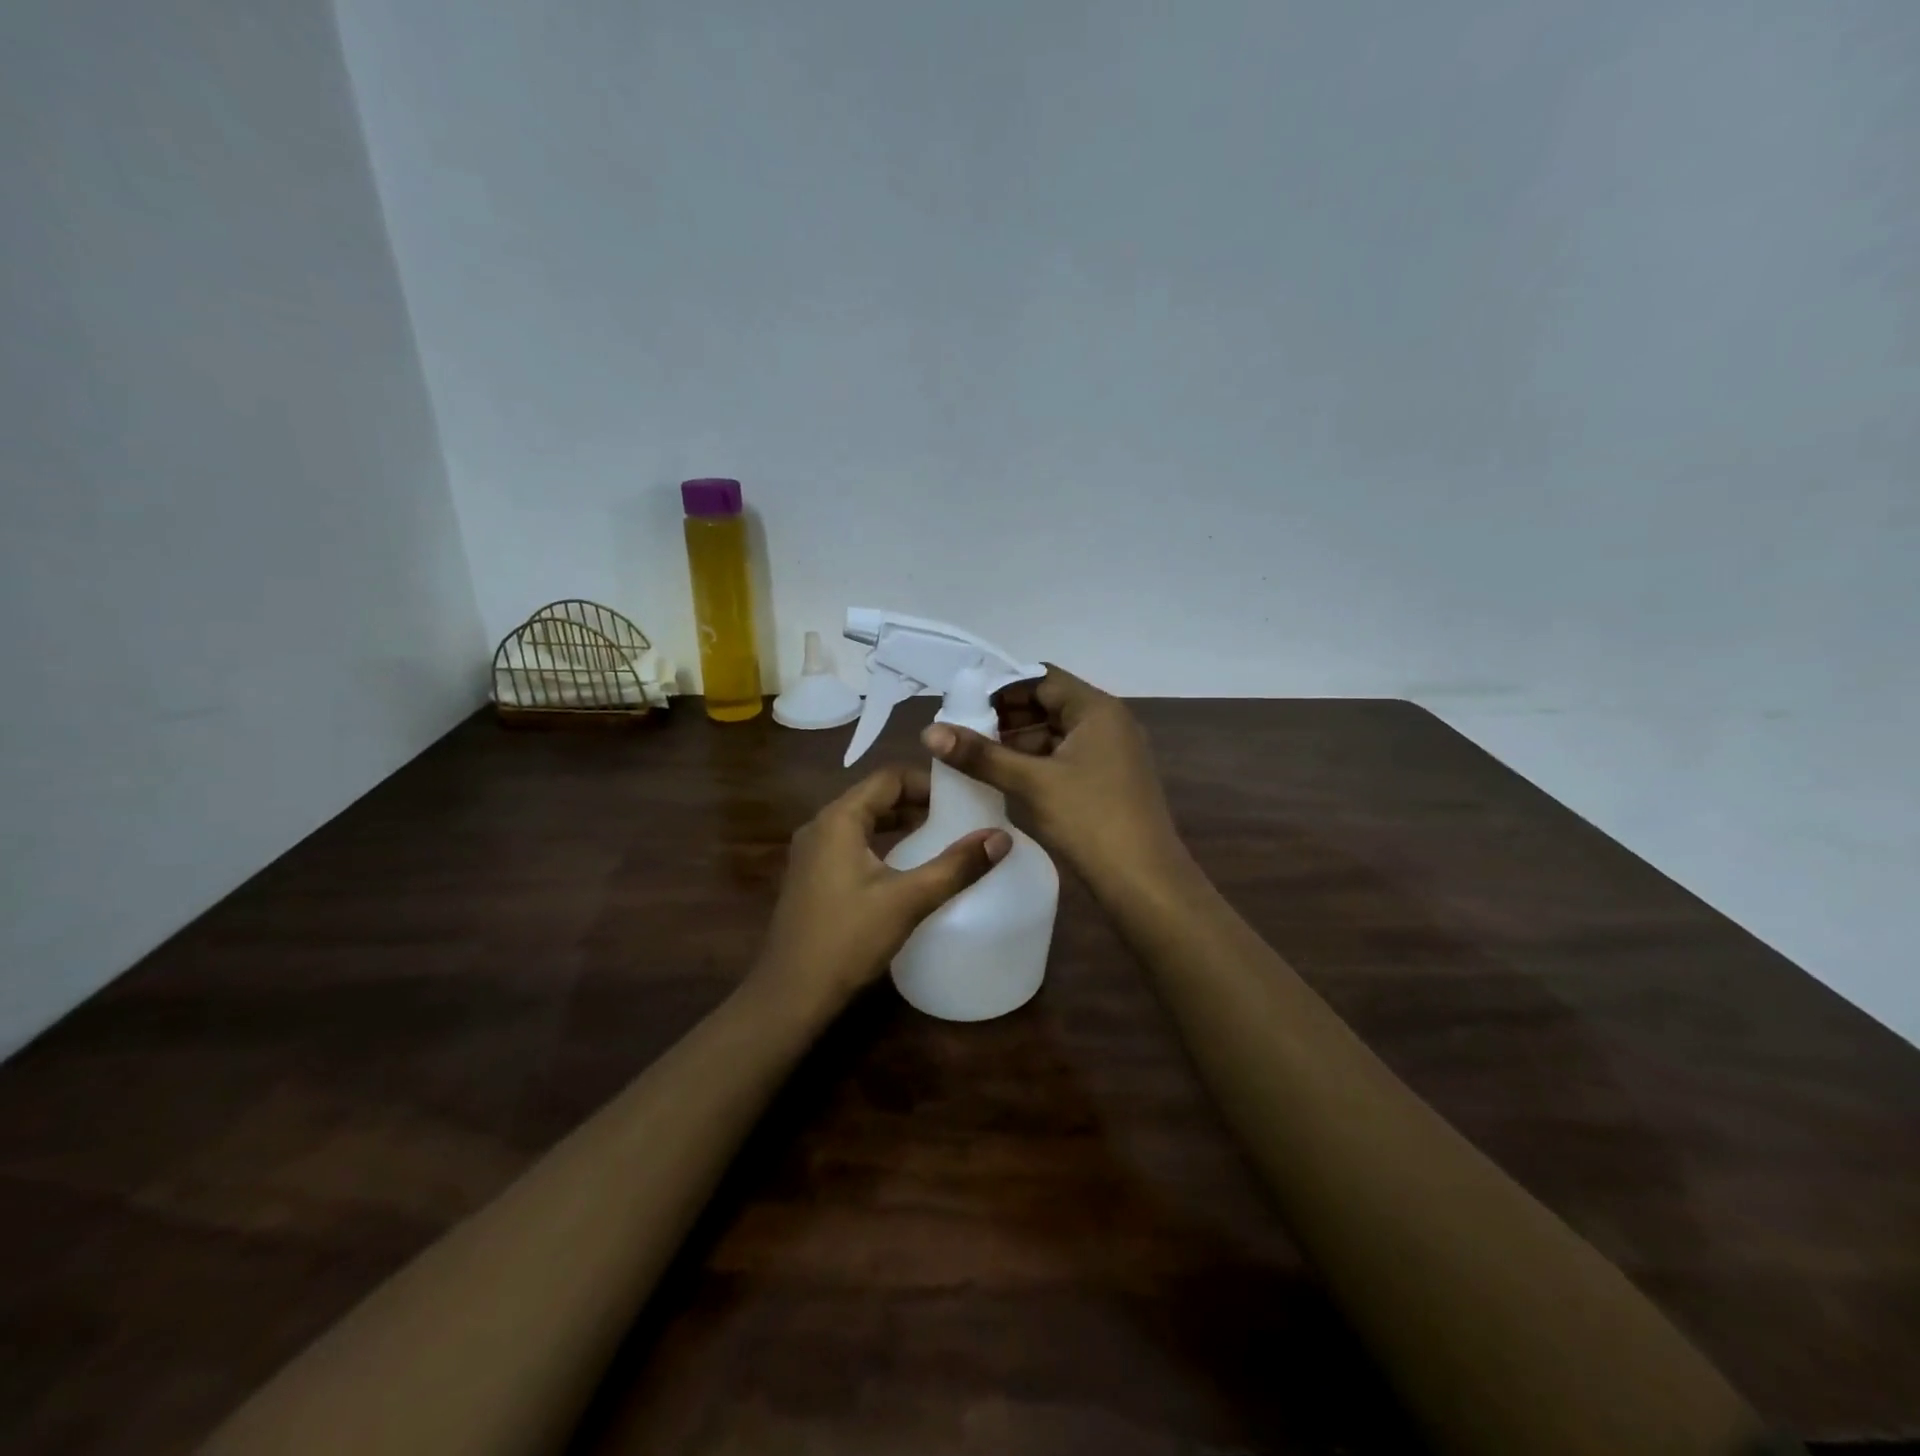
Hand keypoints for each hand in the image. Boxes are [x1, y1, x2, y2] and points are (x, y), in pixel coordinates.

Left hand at [748, 766, 1009, 1016]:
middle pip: (875, 796)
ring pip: (863, 821)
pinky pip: (851, 844)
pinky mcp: (811, 877)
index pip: (889, 778)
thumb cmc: (848, 939)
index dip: (928, 782)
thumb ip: (956, 866)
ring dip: (899, 823)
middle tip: (959, 816)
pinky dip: (881, 843)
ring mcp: (811, 853)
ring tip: (940, 837)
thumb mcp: (908, 900)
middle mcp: (820, 826)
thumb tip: (1002, 837)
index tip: (964, 797)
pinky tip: (906, 866)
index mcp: (839, 819)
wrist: (790, 995)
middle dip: (917, 802)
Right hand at [921, 666, 1186, 897]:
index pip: (1042, 679)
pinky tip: (1006, 778)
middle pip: (1050, 704)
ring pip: (1056, 733)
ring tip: (976, 756)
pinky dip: (1036, 762)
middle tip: (964, 732)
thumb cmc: (1091, 820)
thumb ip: (981, 755)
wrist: (1144, 881)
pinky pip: (1065, 757)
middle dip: (1007, 716)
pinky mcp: (1108, 781)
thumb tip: (929, 731)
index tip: (964, 705)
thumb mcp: (1032, 783)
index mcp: (1097, 709)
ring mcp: (1111, 753)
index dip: (1002, 688)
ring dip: (1019, 741)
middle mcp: (1108, 723)